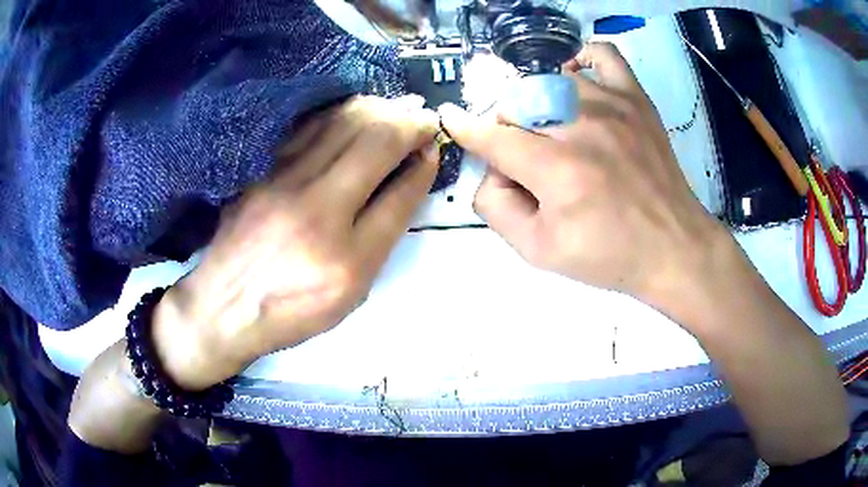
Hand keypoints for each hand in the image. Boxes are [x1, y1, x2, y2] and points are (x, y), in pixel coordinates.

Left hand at [153, 96, 439, 389]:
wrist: (224, 307)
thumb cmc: (292, 309)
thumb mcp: (349, 291)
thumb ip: (381, 235)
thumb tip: (406, 180)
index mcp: (347, 258)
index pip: (400, 194)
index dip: (424, 164)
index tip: (433, 147)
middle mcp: (317, 211)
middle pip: (376, 143)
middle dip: (410, 121)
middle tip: (423, 116)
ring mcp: (282, 182)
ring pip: (342, 123)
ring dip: (379, 107)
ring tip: (397, 106)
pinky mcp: (260, 170)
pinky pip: (309, 126)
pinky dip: (340, 112)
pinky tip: (355, 110)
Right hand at [440, 43, 728, 318]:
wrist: (673, 247)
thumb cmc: (608, 255)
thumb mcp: (538, 252)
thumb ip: (496, 208)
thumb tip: (489, 169)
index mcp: (556, 170)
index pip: (492, 136)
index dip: (465, 128)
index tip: (450, 118)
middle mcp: (581, 127)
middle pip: (516, 106)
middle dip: (508, 132)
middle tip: (528, 161)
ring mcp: (612, 105)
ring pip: (548, 82)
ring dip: (538, 106)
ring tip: (555, 132)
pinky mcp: (635, 99)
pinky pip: (602, 56)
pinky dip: (581, 61)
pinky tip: (576, 82)